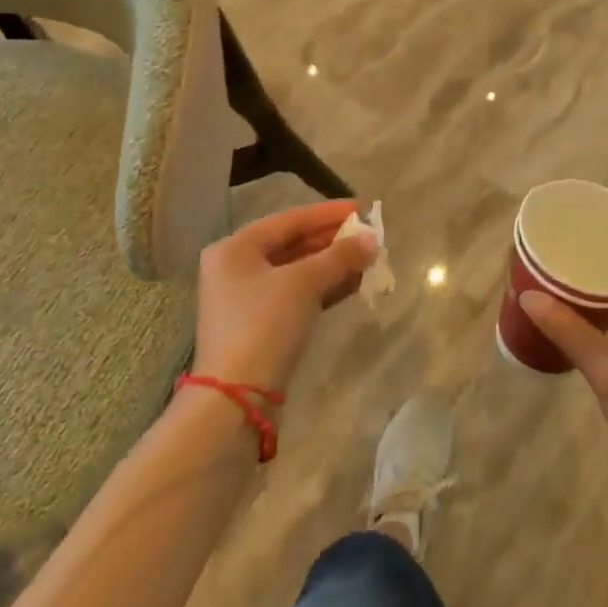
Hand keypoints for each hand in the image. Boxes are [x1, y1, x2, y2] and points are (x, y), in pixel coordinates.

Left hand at [193, 199, 379, 391]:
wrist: (237, 398)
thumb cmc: (264, 325)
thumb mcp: (304, 283)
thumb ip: (340, 256)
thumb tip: (372, 238)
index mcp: (235, 248)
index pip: (289, 219)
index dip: (328, 213)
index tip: (362, 208)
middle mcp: (236, 268)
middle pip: (292, 244)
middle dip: (333, 240)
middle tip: (369, 235)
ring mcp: (247, 299)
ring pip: (297, 271)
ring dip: (332, 264)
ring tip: (369, 257)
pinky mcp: (260, 325)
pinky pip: (297, 294)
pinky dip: (323, 287)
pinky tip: (354, 283)